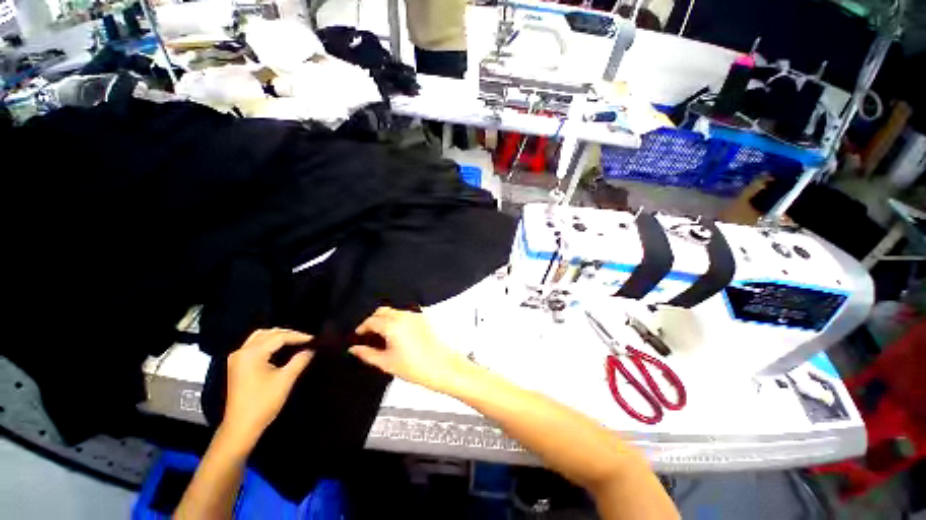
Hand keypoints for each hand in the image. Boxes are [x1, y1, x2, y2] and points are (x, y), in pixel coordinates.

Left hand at [223, 329, 312, 444]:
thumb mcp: (285, 380)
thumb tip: (312, 349)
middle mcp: (242, 352)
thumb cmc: (263, 402)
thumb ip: (300, 360)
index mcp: (252, 354)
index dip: (298, 336)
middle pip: (267, 333)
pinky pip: (254, 345)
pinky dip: (268, 343)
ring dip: (277, 336)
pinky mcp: (236, 365)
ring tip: (294, 341)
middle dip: (287, 334)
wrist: (241, 426)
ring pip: (259, 337)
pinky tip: (279, 348)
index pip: (279, 337)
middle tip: (305, 339)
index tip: (314, 339)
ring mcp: (237, 358)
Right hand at [349, 307, 468, 392]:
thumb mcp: (386, 363)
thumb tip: (355, 349)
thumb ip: (367, 354)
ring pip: (394, 311)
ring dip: (385, 319)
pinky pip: (405, 314)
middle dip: (373, 320)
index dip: (362, 328)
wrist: (441, 366)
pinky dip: (397, 319)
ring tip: (382, 336)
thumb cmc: (416, 367)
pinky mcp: (423, 318)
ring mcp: (415, 315)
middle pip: (382, 311)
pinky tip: (396, 334)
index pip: (371, 321)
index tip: (358, 335)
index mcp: (393, 325)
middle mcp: (404, 316)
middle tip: (368, 335)